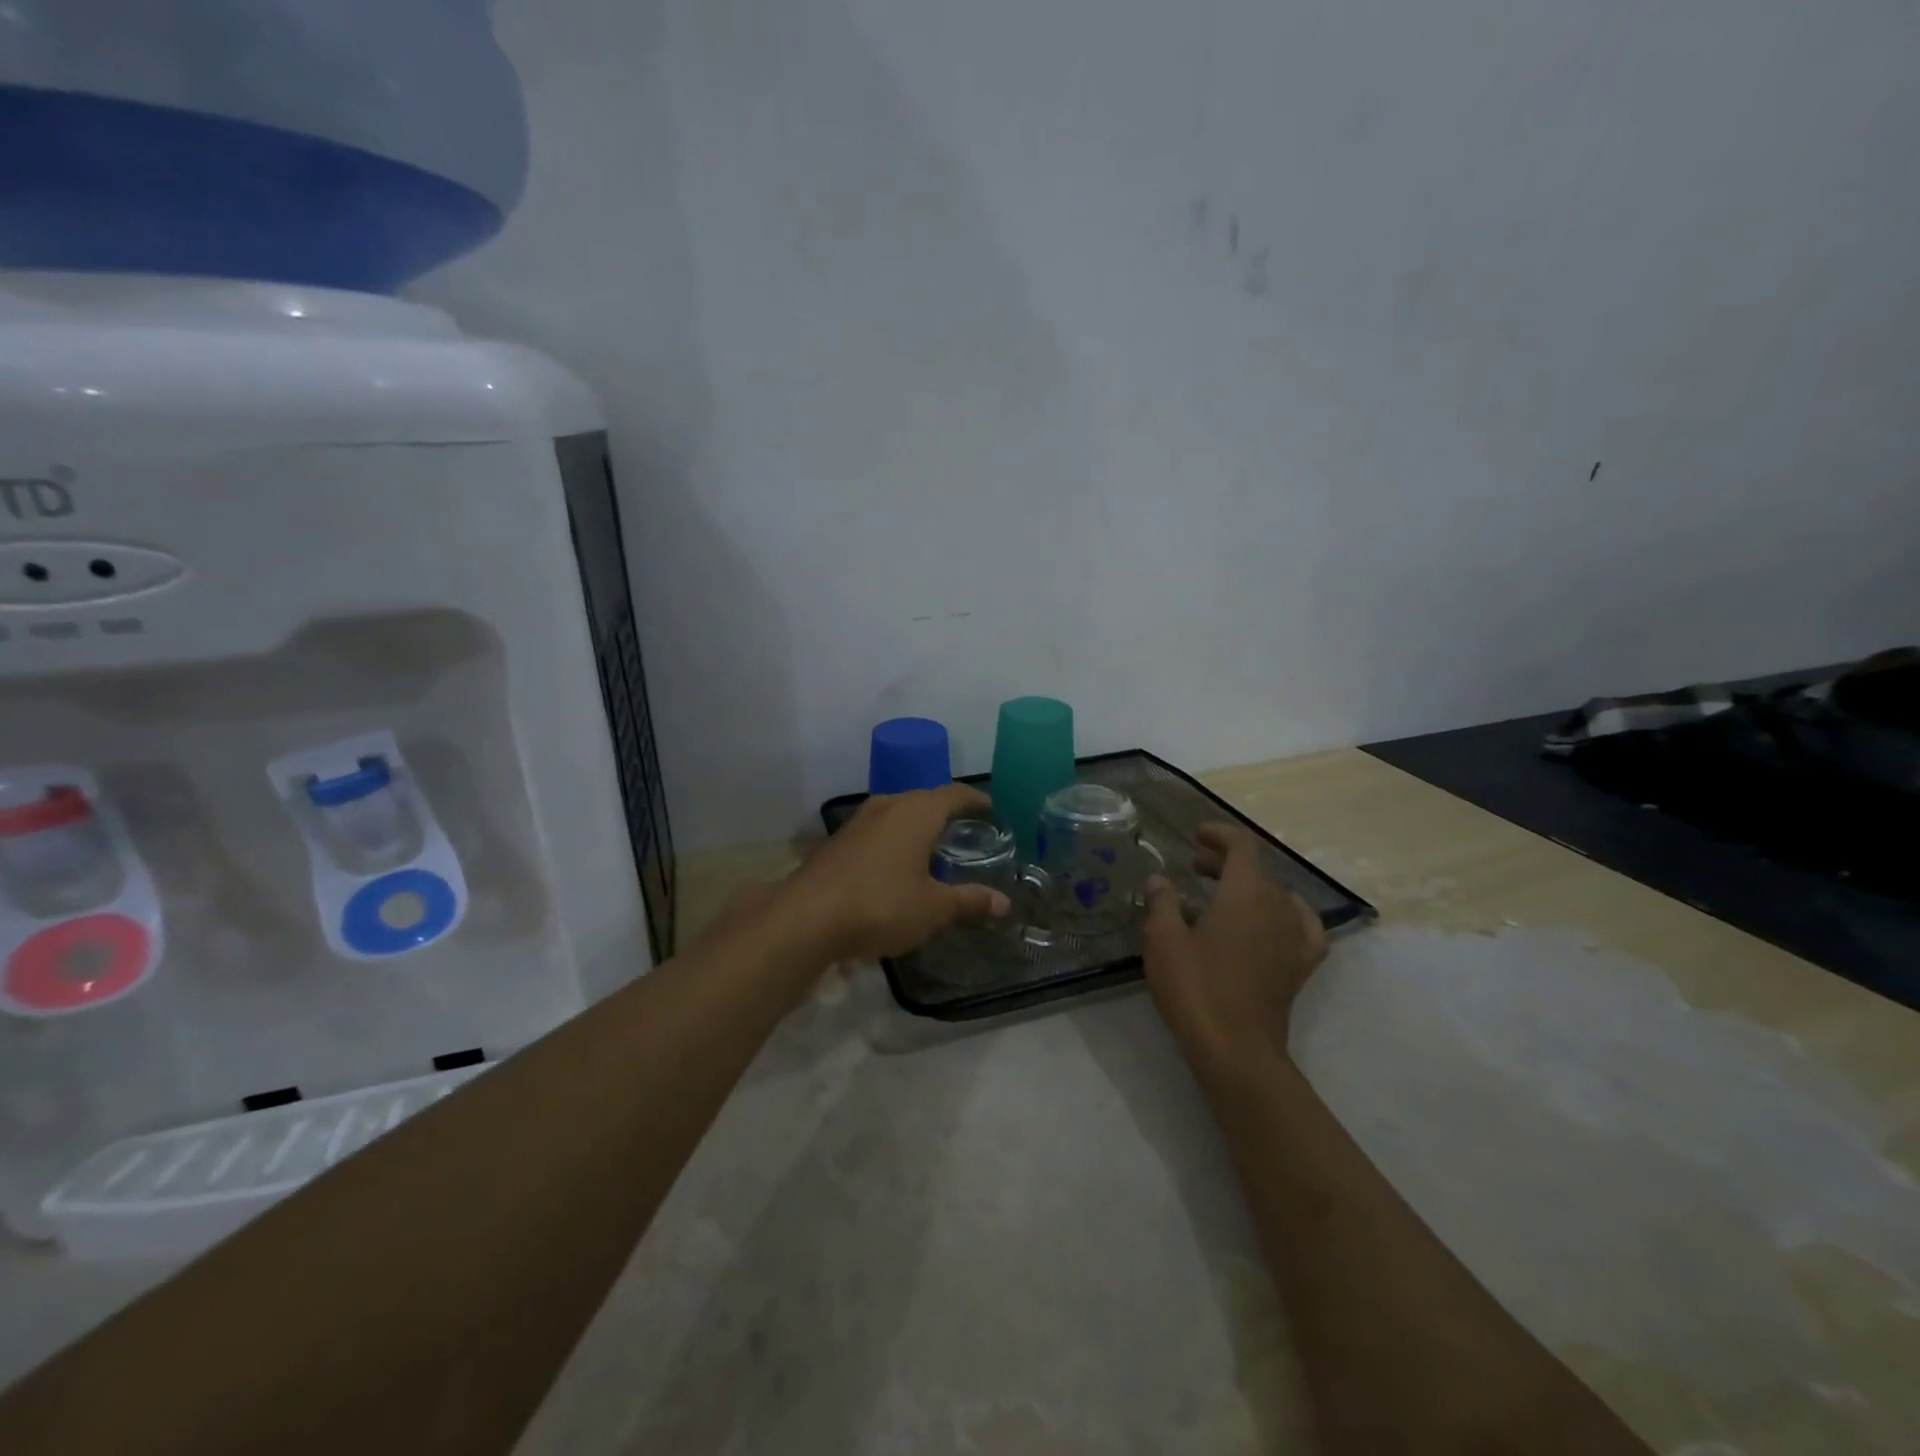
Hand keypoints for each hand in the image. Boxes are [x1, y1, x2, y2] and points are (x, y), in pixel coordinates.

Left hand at [781, 783, 1010, 960]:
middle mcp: (888, 805)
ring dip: (918, 826)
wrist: (806, 917)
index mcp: (917, 811)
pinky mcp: (838, 841)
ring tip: (935, 849)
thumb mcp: (934, 909)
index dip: (976, 800)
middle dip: (947, 813)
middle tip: (968, 833)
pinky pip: (878, 830)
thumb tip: (1003, 903)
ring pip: (898, 813)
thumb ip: (969, 902)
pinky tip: (897, 867)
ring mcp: (858, 821)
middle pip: (925, 799)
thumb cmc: (881, 905)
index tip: (992, 810)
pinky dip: (895, 840)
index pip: (955, 794)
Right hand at [1141, 823, 1326, 1073]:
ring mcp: (1295, 937)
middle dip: (1225, 862)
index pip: (1242, 846)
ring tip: (1222, 896)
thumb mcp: (1163, 938)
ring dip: (1249, 887)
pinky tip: (1272, 923)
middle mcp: (1278, 906)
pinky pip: (1302, 926)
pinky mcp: (1301, 965)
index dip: (1220, 835)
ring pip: (1276, 895)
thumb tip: (1160, 880)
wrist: (1236, 1048)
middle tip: (1193, 868)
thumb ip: (1162, 902)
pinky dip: (1286, 914)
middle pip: (1257, 870)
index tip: (1196, 835)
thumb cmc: (1195, 986)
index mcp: (1246, 892)